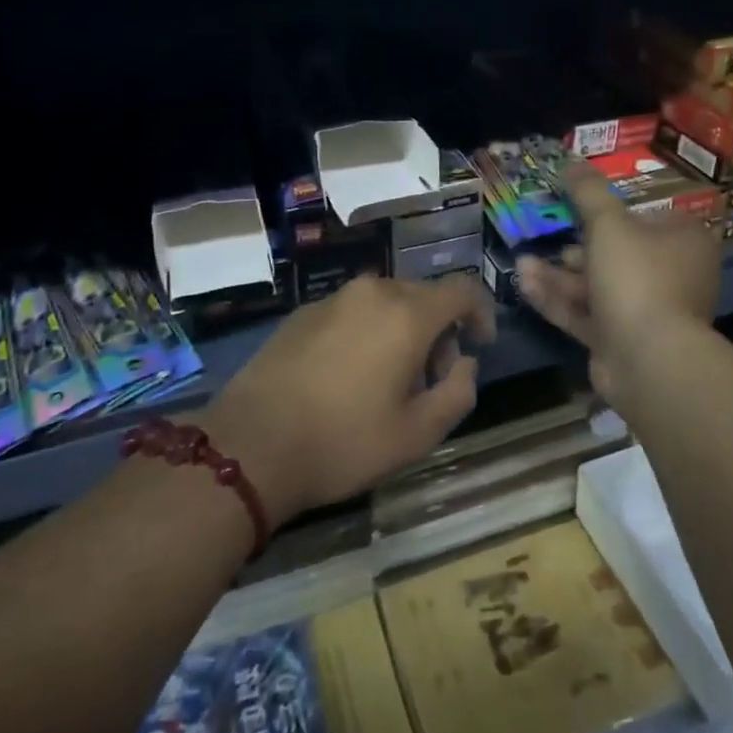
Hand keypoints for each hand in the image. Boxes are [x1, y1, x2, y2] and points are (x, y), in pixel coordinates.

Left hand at [201, 274, 495, 527]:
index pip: (461, 289)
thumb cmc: (344, 441)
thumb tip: (465, 363)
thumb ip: (458, 392)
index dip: (480, 312)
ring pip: (385, 302)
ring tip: (388, 381)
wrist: (251, 443)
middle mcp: (372, 292)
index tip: (480, 344)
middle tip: (432, 379)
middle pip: (422, 296)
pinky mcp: (302, 313)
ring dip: (401, 331)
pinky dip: (367, 331)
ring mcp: (332, 299)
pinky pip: (352, 311)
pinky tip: (348, 375)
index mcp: (407, 314)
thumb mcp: (417, 433)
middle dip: (439, 330)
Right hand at [516, 165, 719, 412]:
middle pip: (619, 254)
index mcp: (684, 242)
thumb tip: (572, 162)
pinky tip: (525, 285)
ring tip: (521, 263)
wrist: (648, 359)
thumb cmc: (636, 276)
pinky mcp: (622, 342)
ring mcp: (648, 313)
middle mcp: (672, 276)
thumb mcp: (608, 223)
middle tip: (548, 236)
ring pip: (597, 286)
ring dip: (559, 275)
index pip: (650, 218)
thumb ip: (588, 192)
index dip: (615, 212)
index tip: (579, 208)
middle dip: (576, 247)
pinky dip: (558, 300)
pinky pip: (587, 315)